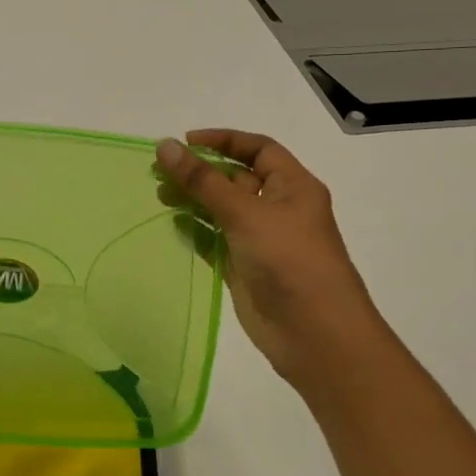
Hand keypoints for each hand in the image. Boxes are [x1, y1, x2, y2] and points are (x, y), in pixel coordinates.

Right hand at [157, 129, 390, 393]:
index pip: (258, 148)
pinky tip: (173, 225)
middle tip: (160, 172)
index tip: (185, 142)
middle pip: (235, 178)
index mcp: (292, 187)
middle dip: (199, 171)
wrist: (315, 335)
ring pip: (221, 209)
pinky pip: (215, 240)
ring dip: (193, 199)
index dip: (223, 140)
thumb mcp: (244, 213)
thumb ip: (202, 180)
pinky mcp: (245, 267)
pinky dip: (195, 231)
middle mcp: (278, 208)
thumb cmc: (288, 260)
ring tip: (160, 196)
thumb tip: (165, 145)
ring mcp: (261, 239)